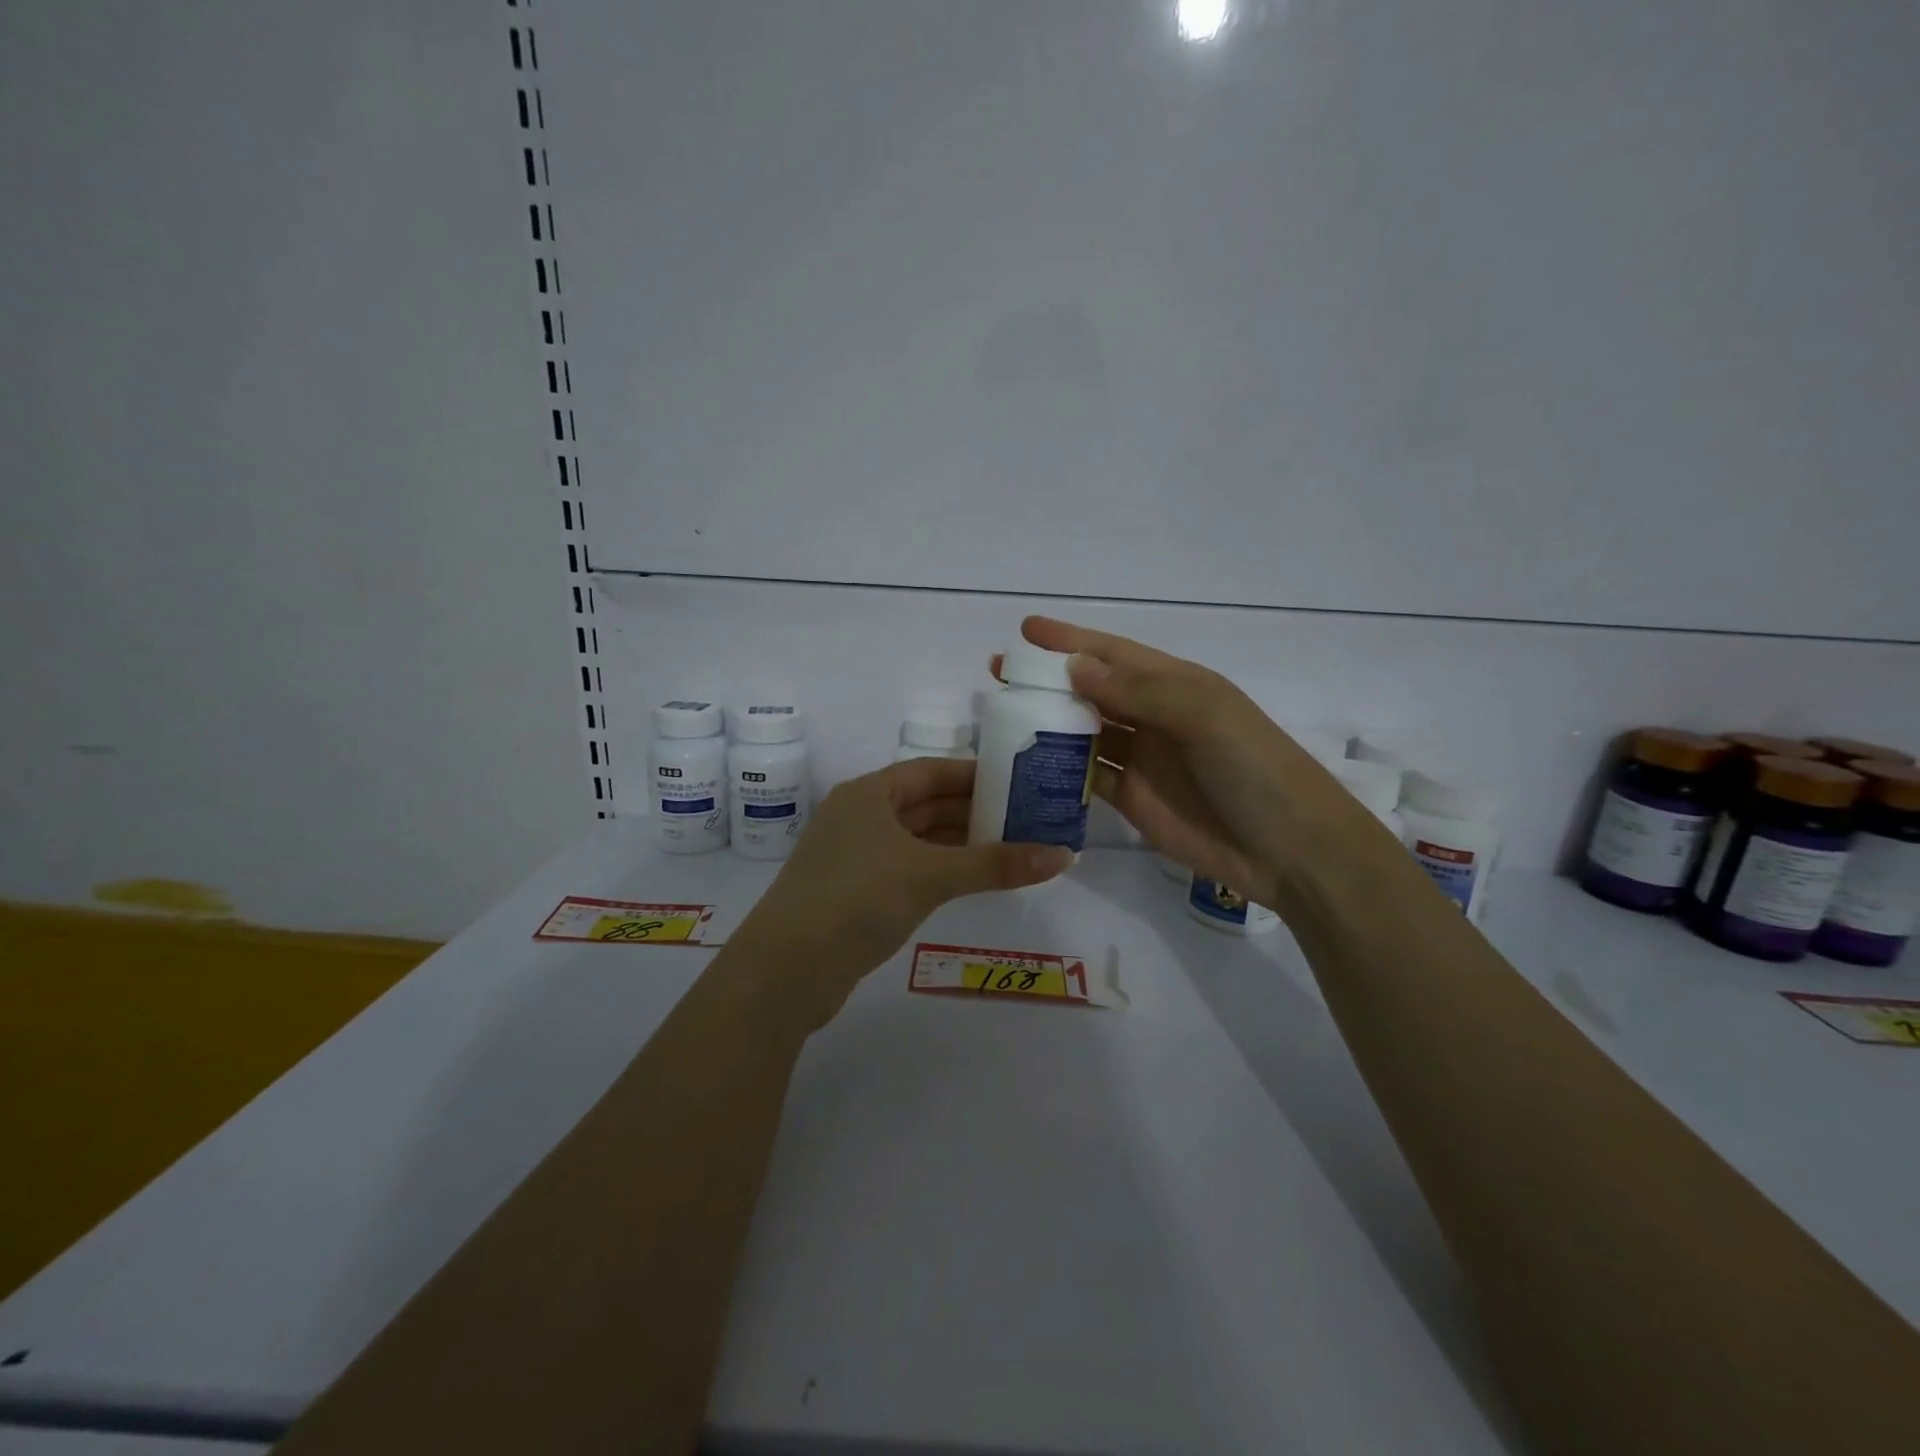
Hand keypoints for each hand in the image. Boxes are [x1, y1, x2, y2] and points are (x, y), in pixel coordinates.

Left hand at [726, 758, 1072, 1027]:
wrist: (786, 970)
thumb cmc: (858, 899)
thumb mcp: (930, 875)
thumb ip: (995, 864)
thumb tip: (1064, 855)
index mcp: (869, 794)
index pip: (931, 771)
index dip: (974, 775)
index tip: (1018, 783)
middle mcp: (859, 817)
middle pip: (925, 804)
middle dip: (973, 812)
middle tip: (1025, 820)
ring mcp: (854, 857)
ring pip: (917, 840)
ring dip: (959, 844)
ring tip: (1010, 850)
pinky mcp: (854, 893)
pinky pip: (907, 869)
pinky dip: (939, 870)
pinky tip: (970, 881)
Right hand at [1011, 616, 1365, 913]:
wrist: (1288, 848)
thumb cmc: (1252, 767)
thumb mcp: (1203, 715)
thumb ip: (1138, 692)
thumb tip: (1075, 667)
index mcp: (1174, 684)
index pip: (1112, 653)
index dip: (1070, 640)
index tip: (1024, 630)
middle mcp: (1152, 715)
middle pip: (1090, 689)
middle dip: (1047, 679)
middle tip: (999, 674)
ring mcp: (1140, 758)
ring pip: (1083, 731)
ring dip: (1047, 722)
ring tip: (1001, 716)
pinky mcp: (1130, 798)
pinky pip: (1085, 775)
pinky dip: (1057, 768)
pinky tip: (1025, 764)